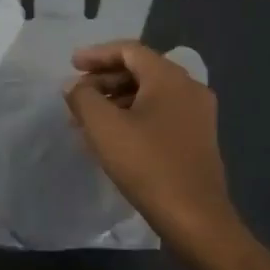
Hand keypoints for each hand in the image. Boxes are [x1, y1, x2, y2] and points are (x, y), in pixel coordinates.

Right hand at [63, 41, 243, 260]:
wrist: (196, 219)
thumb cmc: (148, 165)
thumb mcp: (104, 128)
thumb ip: (83, 97)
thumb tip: (75, 86)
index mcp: (170, 78)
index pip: (129, 50)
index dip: (97, 55)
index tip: (71, 65)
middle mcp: (189, 88)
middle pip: (140, 70)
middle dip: (104, 80)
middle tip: (76, 95)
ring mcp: (197, 115)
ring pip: (149, 94)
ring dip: (116, 101)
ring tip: (86, 120)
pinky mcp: (197, 139)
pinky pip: (159, 114)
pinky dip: (133, 116)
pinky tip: (111, 138)